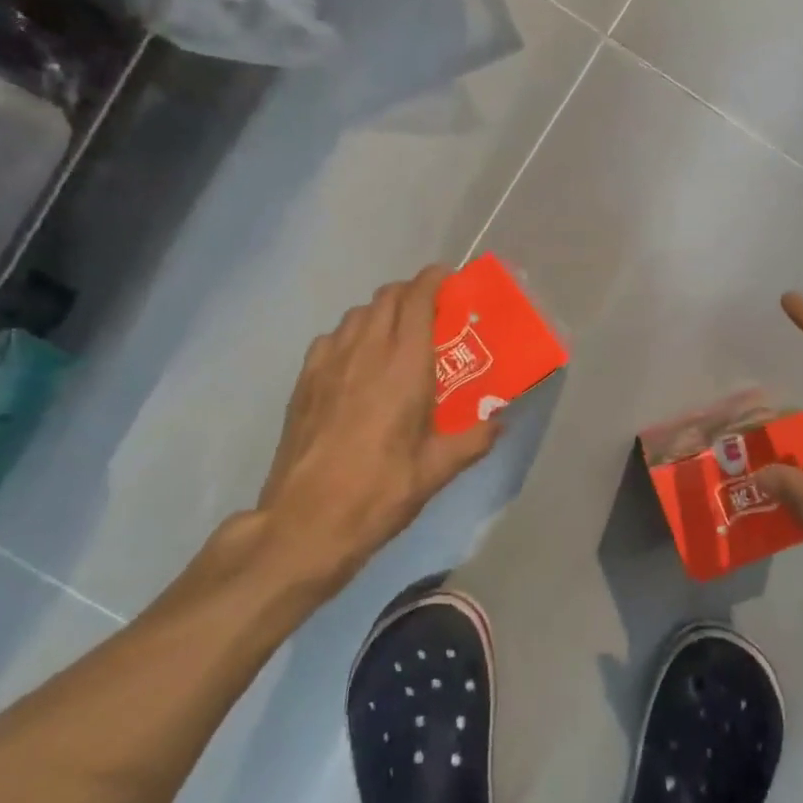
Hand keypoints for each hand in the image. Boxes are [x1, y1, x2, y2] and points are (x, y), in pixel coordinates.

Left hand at [233, 266, 498, 607]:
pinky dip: (351, 336)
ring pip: (356, 315)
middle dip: (410, 293)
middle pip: (386, 298)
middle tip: (432, 312)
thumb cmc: (381, 491)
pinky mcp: (304, 382)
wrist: (307, 521)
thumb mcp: (438, 469)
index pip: (417, 299)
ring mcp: (328, 364)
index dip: (434, 280)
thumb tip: (498, 423)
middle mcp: (365, 351)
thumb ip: (473, 439)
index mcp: (404, 365)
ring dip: (381, 313)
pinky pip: (331, 338)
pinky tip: (358, 364)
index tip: (450, 280)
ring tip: (397, 336)